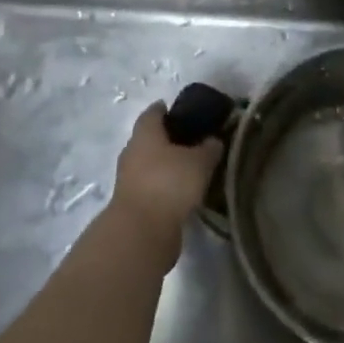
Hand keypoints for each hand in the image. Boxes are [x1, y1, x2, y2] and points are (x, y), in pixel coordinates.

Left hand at [110, 103, 222, 265]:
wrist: (141, 233)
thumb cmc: (169, 183)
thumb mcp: (199, 162)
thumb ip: (209, 148)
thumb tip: (214, 140)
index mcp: (145, 133)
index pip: (154, 112)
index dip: (167, 109)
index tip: (185, 111)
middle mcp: (132, 152)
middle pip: (150, 138)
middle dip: (168, 139)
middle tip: (194, 141)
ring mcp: (129, 180)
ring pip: (150, 164)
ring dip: (166, 165)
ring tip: (192, 169)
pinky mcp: (133, 204)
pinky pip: (151, 187)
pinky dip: (165, 187)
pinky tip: (184, 193)